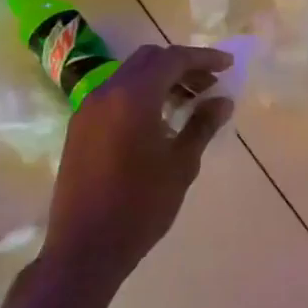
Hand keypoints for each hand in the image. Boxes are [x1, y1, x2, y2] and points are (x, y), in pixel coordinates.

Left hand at [40, 44, 233, 287]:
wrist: (84, 248)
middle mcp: (107, 92)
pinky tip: (160, 120)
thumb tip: (223, 101)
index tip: (228, 66)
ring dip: (161, 79)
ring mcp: (88, 109)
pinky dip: (141, 94)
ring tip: (190, 102)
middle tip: (209, 84)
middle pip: (149, 60)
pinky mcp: (80, 127)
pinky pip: (115, 95)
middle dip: (181, 65)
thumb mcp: (181, 164)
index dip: (204, 58)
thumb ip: (202, 125)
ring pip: (130, 75)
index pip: (173, 59)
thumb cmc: (140, 206)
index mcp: (133, 96)